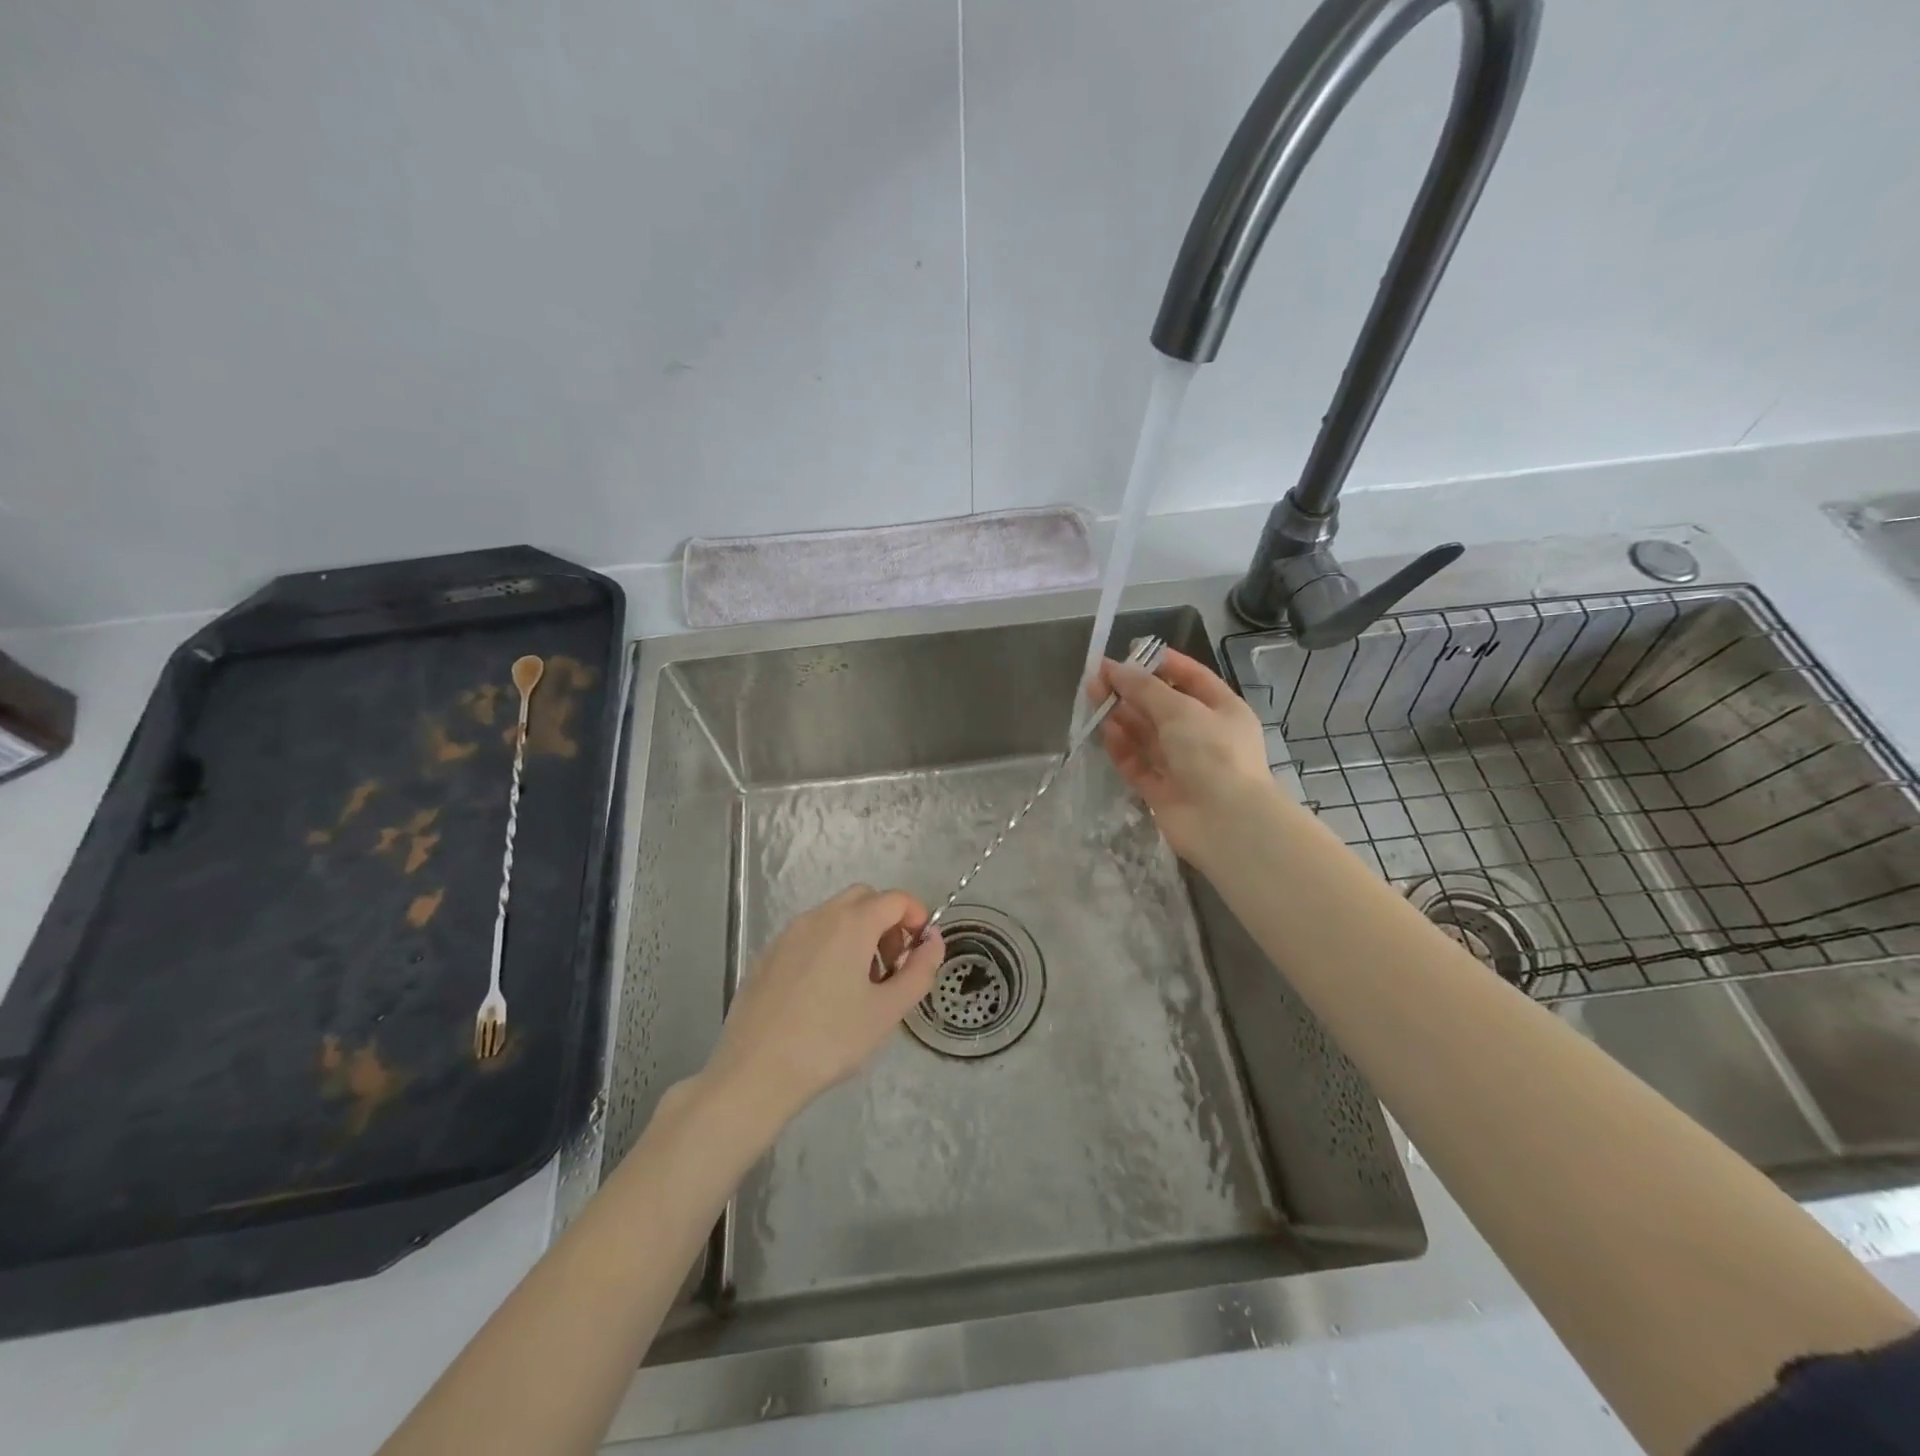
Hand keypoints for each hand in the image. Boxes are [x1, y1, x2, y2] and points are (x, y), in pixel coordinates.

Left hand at [700, 885, 943, 1127]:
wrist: (754, 1071)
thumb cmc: (830, 1040)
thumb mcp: (888, 1010)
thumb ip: (920, 970)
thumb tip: (933, 940)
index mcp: (851, 923)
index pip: (896, 898)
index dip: (917, 917)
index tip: (920, 951)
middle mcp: (818, 916)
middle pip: (863, 898)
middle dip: (886, 921)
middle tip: (891, 965)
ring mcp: (788, 934)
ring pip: (834, 915)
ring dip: (857, 933)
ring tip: (859, 984)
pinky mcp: (767, 955)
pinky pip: (808, 935)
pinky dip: (828, 946)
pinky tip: (823, 994)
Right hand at [1090, 647, 1272, 859]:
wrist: (1226, 823)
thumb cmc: (1213, 753)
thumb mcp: (1180, 709)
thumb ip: (1144, 688)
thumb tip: (1114, 668)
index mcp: (1222, 709)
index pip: (1191, 677)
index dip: (1161, 663)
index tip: (1129, 652)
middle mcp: (1203, 735)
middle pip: (1162, 706)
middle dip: (1132, 690)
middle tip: (1098, 678)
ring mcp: (1182, 765)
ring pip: (1147, 735)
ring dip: (1122, 716)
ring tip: (1093, 698)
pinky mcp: (1161, 791)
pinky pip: (1138, 763)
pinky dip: (1123, 748)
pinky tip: (1106, 731)